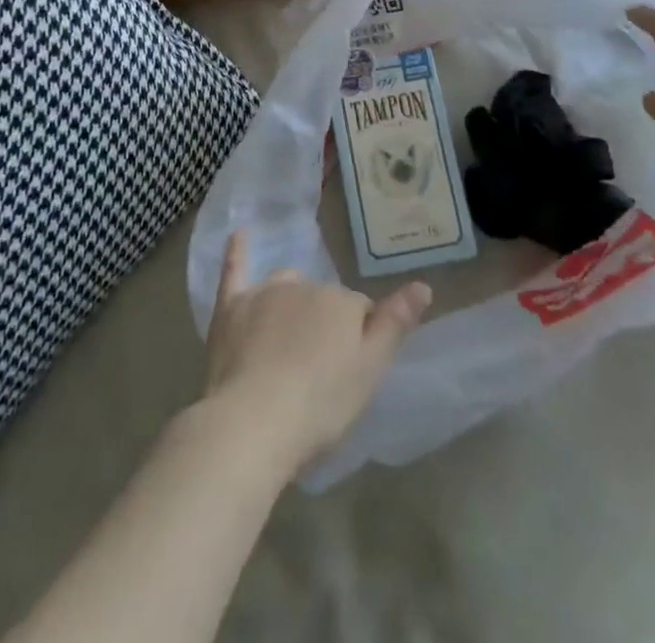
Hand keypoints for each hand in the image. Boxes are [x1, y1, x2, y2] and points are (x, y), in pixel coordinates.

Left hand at [202, 232, 429, 475]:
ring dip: (293, 303)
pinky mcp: (231, 307)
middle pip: (323, 301)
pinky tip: (240, 232)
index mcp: (342, 302)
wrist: (253, 422)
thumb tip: (423, 286)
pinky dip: (239, 251)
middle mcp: (306, 286)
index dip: (359, 341)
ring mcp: (265, 294)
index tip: (350, 372)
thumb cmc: (320, 405)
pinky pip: (236, 270)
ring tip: (290, 343)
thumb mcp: (371, 370)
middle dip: (325, 326)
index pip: (360, 312)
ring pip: (288, 286)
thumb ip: (396, 324)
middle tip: (319, 372)